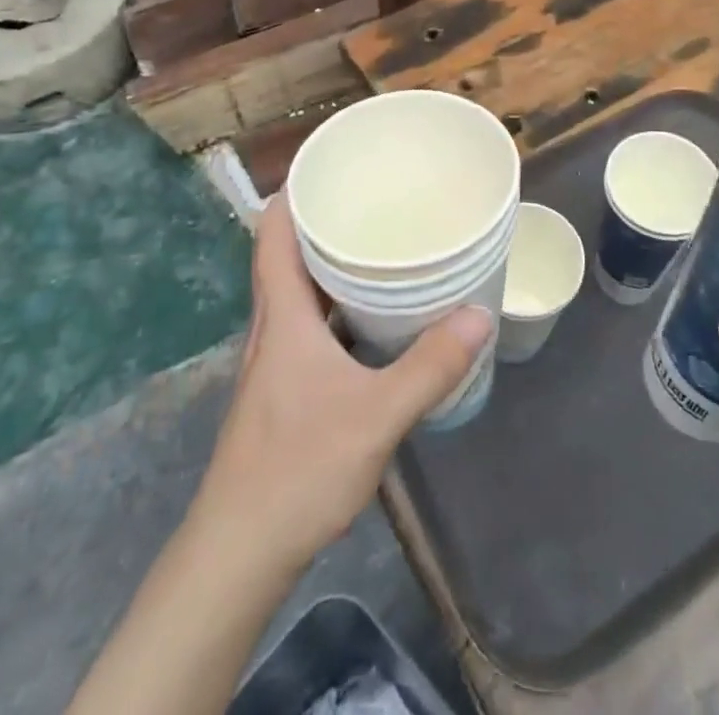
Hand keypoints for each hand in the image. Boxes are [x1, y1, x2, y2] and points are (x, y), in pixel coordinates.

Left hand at [194, 196, 493, 574]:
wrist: (239, 552)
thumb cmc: (299, 468)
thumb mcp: (376, 415)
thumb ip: (430, 366)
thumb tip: (479, 314)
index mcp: (283, 316)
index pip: (273, 234)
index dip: (293, 194)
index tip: (328, 166)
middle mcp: (273, 328)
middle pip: (287, 256)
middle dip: (322, 222)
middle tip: (370, 197)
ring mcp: (274, 361)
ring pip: (298, 292)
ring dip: (329, 265)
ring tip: (376, 245)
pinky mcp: (283, 389)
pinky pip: (308, 324)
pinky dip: (335, 306)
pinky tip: (370, 319)